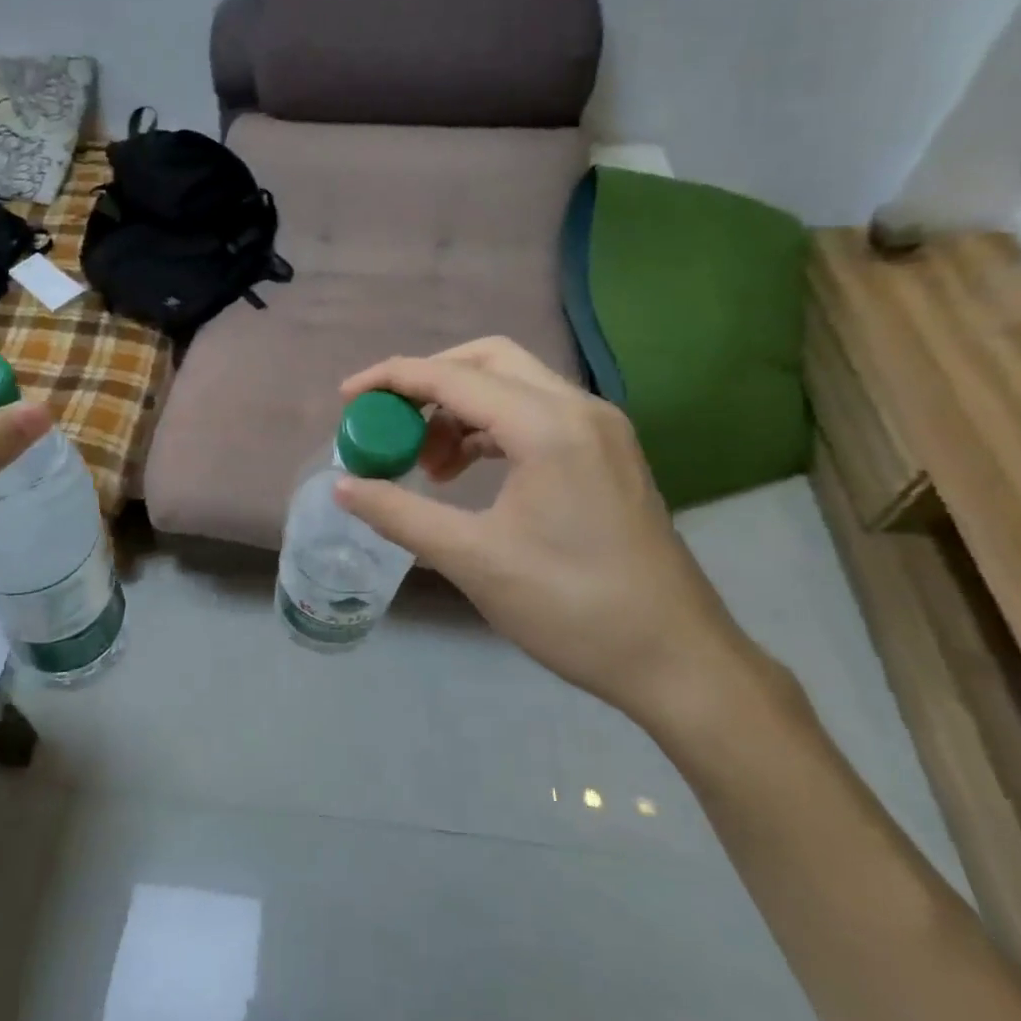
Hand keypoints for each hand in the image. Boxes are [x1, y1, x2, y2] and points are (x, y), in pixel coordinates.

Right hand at [336, 338, 760, 727]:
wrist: (678, 660)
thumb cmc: (572, 608)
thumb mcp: (473, 559)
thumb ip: (400, 514)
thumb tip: (343, 486)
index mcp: (547, 426)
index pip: (452, 378)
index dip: (392, 380)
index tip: (346, 399)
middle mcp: (579, 408)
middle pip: (488, 360)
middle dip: (429, 383)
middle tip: (391, 424)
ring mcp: (600, 428)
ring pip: (514, 385)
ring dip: (461, 409)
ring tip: (428, 466)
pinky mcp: (608, 452)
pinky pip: (536, 414)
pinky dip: (492, 428)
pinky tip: (468, 473)